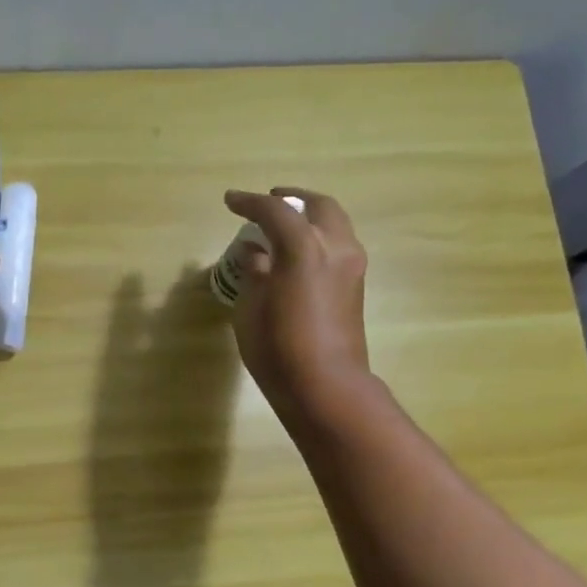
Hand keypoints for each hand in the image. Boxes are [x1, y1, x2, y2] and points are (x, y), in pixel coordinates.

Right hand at [223, 187, 369, 417]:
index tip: (230, 201)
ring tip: (284, 228)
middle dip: (292, 199)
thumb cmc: (278, 349)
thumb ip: (254, 272)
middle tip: (269, 201)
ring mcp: (352, 266)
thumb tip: (256, 253)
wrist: (326, 387)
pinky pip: (338, 246)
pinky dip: (318, 239)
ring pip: (334, 224)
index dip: (249, 202)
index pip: (274, 211)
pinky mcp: (356, 286)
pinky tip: (297, 255)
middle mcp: (335, 247)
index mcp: (304, 248)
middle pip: (318, 206)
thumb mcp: (251, 309)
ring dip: (309, 219)